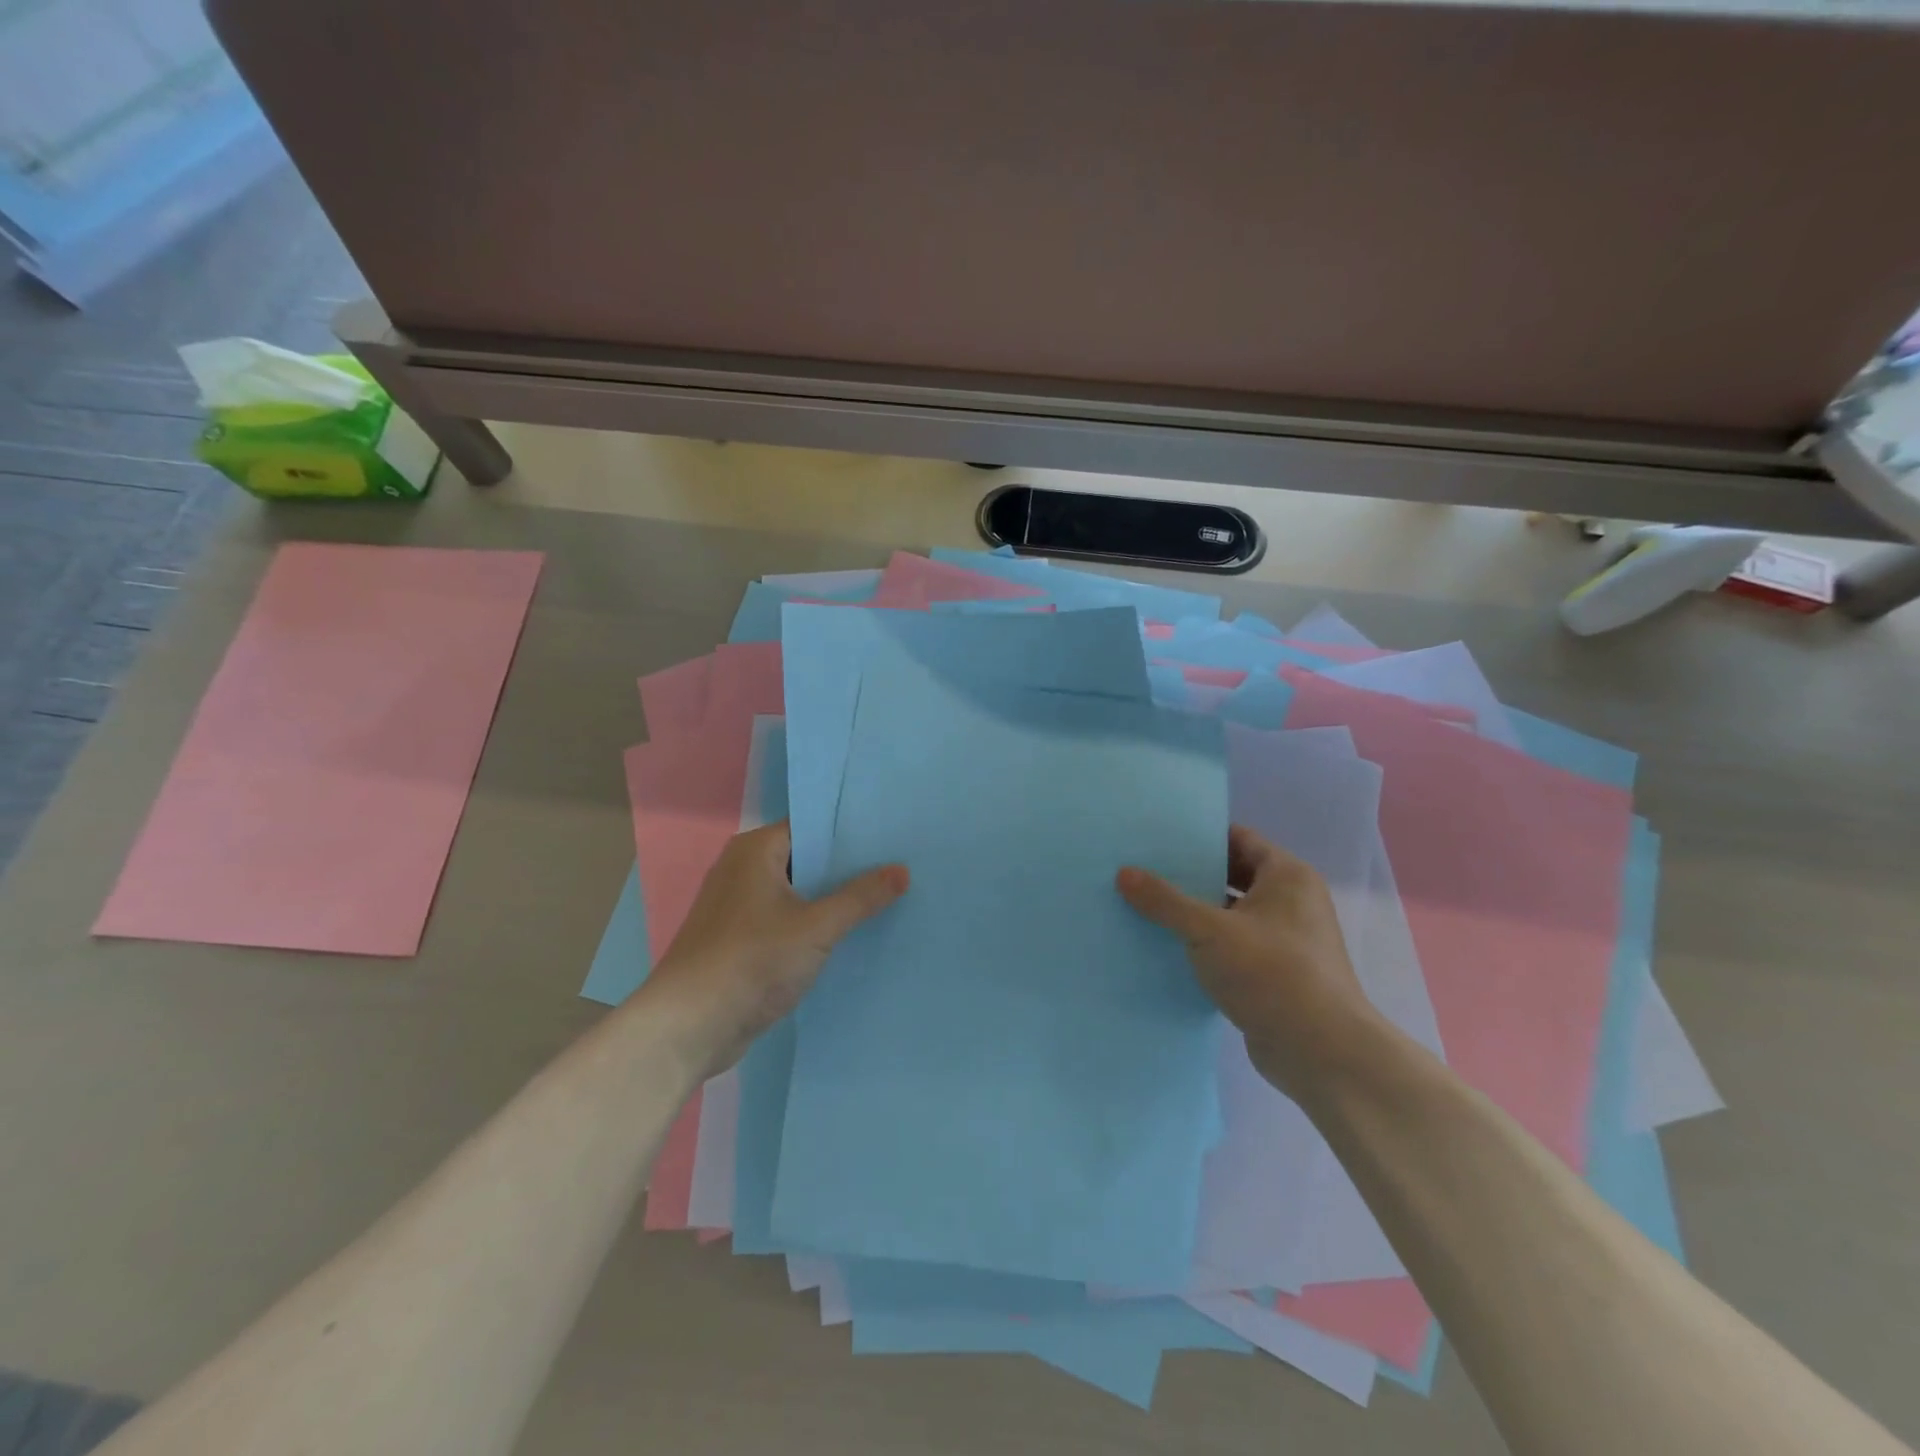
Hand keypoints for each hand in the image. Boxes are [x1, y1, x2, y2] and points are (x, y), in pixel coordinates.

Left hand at [641, 822, 908, 1074]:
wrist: (688, 1027)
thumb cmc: (751, 961)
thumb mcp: (816, 928)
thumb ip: (860, 898)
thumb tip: (902, 870)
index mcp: (755, 850)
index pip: (812, 826)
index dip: (851, 831)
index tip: (892, 837)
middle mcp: (744, 868)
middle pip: (806, 859)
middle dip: (848, 867)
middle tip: (899, 866)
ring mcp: (740, 906)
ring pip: (798, 892)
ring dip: (832, 899)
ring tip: (886, 897)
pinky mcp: (741, 940)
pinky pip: (787, 920)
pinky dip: (814, 924)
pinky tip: (851, 933)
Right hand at [1117, 825, 1378, 1100]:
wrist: (1322, 1053)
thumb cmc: (1272, 973)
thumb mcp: (1209, 931)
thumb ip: (1165, 901)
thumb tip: (1124, 873)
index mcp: (1287, 876)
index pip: (1239, 838)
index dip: (1201, 835)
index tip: (1160, 836)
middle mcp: (1292, 901)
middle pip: (1234, 875)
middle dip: (1193, 874)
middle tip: (1145, 869)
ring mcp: (1287, 940)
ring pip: (1232, 913)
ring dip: (1197, 911)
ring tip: (1148, 904)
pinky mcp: (1277, 974)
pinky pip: (1235, 945)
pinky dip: (1207, 943)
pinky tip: (1169, 946)